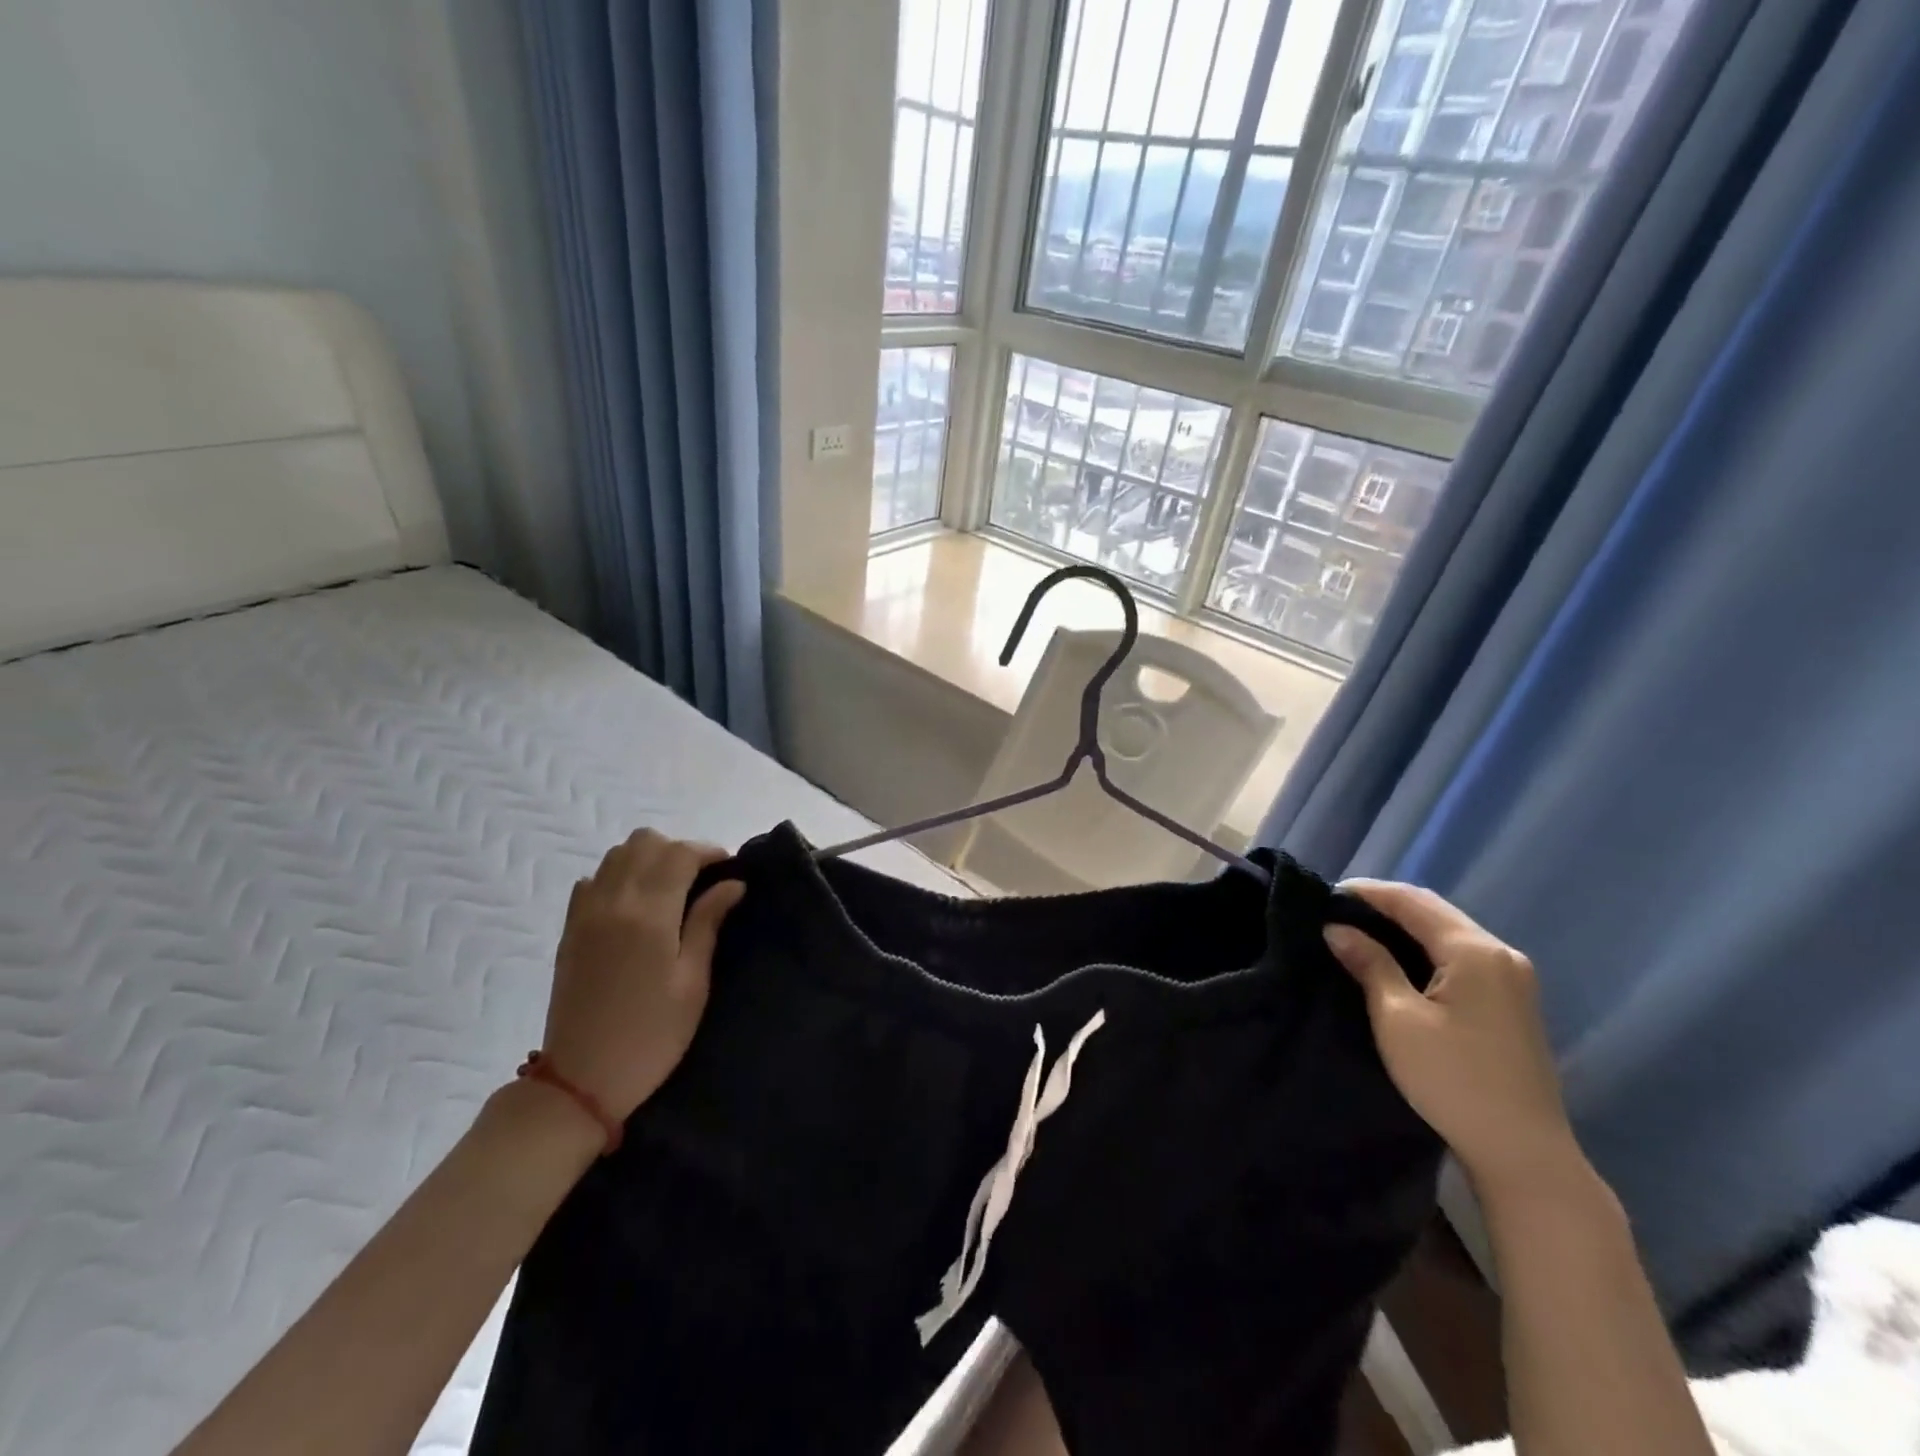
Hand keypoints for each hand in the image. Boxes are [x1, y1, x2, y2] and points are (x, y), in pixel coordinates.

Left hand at [541, 830, 744, 1121]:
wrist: (582, 1080)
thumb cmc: (652, 1035)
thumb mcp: (693, 982)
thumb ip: (708, 923)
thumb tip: (732, 883)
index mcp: (650, 915)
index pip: (680, 854)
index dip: (709, 851)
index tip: (729, 869)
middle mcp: (613, 902)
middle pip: (645, 842)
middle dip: (678, 850)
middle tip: (701, 880)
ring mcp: (585, 914)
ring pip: (615, 855)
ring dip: (647, 859)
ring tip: (669, 889)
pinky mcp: (569, 930)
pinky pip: (591, 880)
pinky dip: (616, 877)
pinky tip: (633, 905)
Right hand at [1324, 881, 1582, 1199]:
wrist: (1523, 1153)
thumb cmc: (1453, 1079)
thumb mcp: (1398, 1019)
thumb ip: (1370, 964)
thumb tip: (1337, 928)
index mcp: (1475, 951)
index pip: (1413, 901)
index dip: (1367, 892)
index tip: (1324, 894)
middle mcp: (1500, 954)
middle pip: (1435, 911)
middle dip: (1385, 904)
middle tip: (1337, 910)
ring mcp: (1512, 978)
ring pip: (1448, 931)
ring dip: (1405, 924)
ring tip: (1359, 929)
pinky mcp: (1512, 1000)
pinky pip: (1460, 954)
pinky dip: (1425, 945)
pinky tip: (1398, 956)